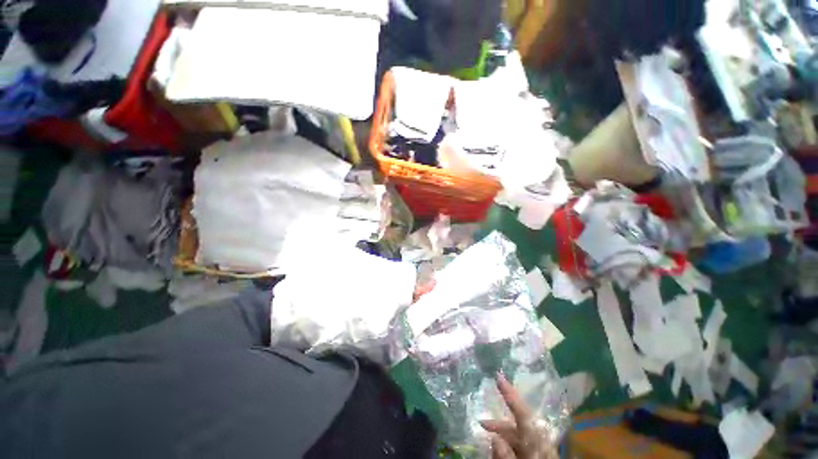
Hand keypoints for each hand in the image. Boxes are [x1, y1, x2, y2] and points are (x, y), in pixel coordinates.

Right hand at [480, 374, 557, 458]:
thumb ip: (507, 457)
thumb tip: (495, 437)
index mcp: (538, 443)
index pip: (523, 415)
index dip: (510, 394)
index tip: (498, 376)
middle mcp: (540, 442)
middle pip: (518, 425)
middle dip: (499, 424)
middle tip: (481, 424)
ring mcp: (540, 449)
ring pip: (518, 436)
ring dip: (502, 436)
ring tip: (488, 440)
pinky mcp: (538, 453)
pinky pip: (521, 446)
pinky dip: (509, 446)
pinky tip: (499, 450)